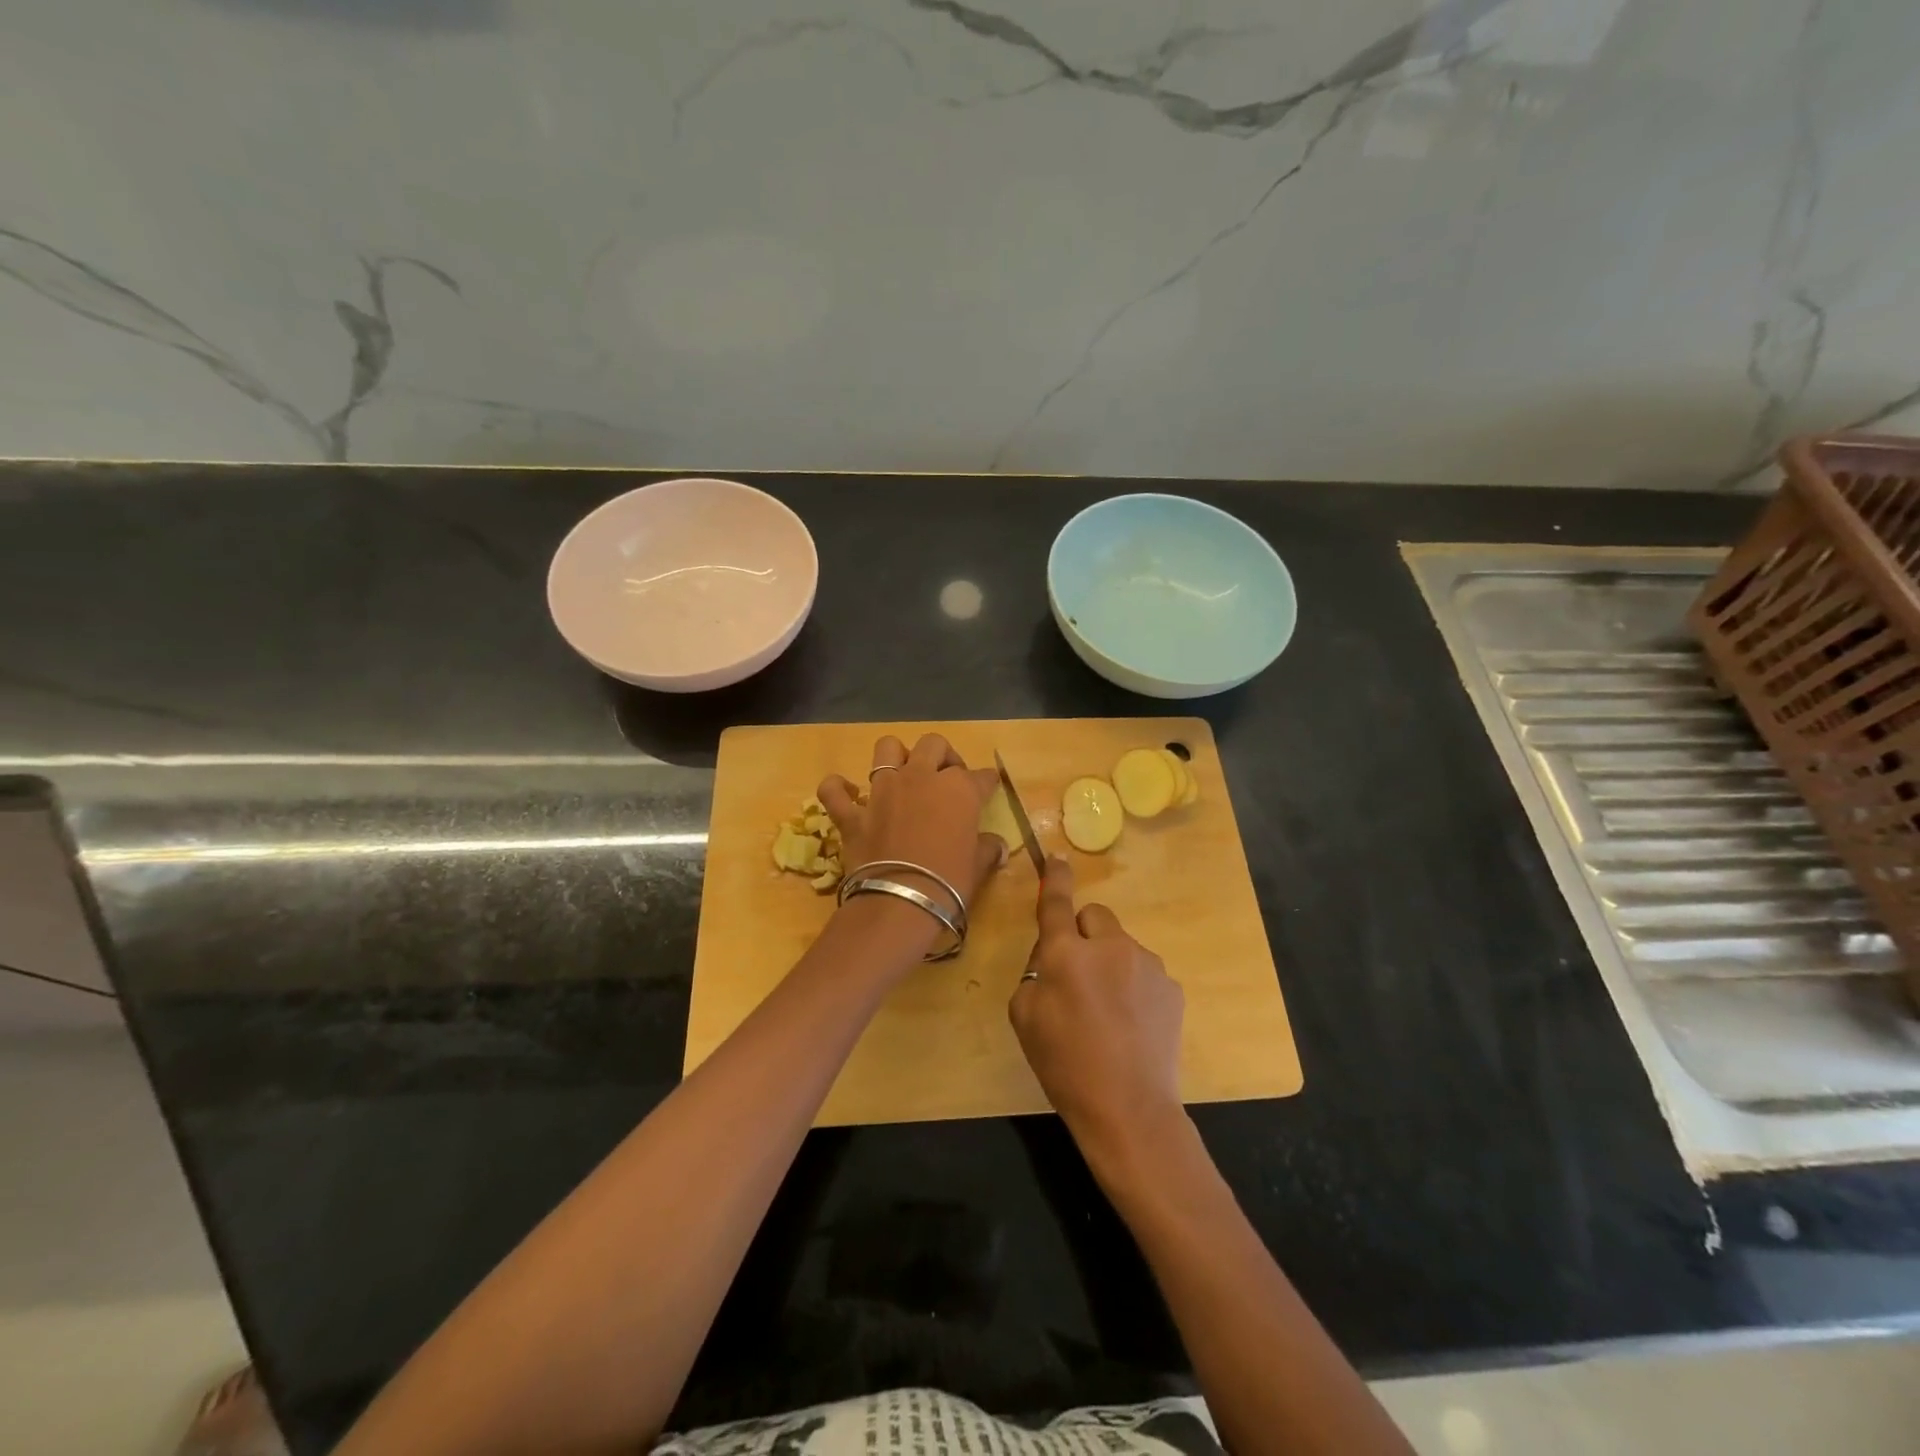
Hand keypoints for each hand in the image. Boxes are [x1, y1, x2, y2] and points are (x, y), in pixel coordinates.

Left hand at [819, 734, 1006, 926]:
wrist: (901, 903)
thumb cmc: (950, 883)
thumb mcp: (977, 866)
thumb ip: (987, 850)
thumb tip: (997, 847)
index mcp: (958, 789)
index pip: (980, 776)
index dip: (986, 782)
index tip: (988, 788)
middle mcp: (920, 778)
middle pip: (933, 745)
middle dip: (944, 756)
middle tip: (947, 778)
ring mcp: (882, 791)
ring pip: (887, 748)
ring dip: (896, 756)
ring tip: (903, 773)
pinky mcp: (853, 813)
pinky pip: (834, 790)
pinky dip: (838, 789)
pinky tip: (848, 794)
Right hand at [1009, 857, 1184, 1148]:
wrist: (1128, 1109)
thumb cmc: (1065, 1064)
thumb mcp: (1024, 1016)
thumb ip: (1035, 973)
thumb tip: (1055, 959)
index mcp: (1067, 953)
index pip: (1058, 902)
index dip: (1056, 878)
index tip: (1057, 858)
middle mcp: (1110, 946)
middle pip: (1094, 916)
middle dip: (1083, 934)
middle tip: (1078, 975)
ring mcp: (1147, 964)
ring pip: (1121, 946)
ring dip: (1111, 963)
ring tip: (1108, 1012)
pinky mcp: (1171, 987)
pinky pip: (1144, 972)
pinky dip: (1134, 986)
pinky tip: (1132, 1024)